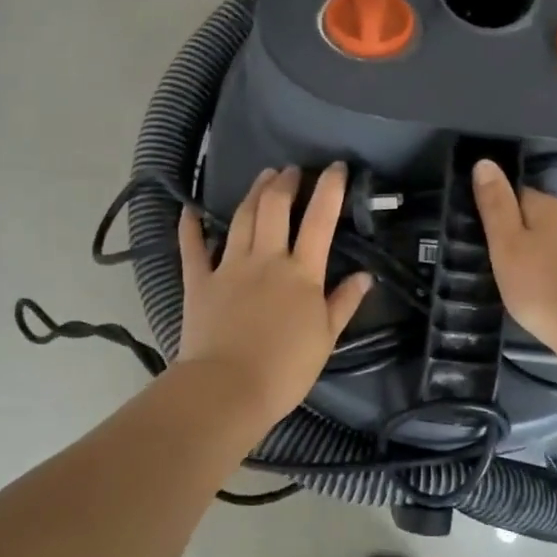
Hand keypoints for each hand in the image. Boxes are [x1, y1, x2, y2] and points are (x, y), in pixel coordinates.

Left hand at [178, 163, 373, 429]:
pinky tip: (190, 208)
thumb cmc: (285, 369)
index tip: (336, 167)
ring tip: (263, 177)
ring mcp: (229, 267)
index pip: (320, 220)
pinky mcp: (198, 281)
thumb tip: (365, 276)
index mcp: (301, 273)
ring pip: (241, 218)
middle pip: (274, 207)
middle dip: (285, 182)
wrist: (228, 389)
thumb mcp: (326, 338)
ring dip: (253, 193)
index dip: (329, 189)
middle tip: (291, 170)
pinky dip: (190, 225)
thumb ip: (343, 303)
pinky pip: (192, 247)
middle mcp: (266, 259)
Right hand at [471, 158, 556, 381]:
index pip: (513, 193)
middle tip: (485, 256)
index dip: (492, 208)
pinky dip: (543, 269)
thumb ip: (495, 204)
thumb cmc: (541, 286)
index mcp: (547, 206)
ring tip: (505, 274)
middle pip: (531, 216)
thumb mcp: (507, 244)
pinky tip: (532, 287)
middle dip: (510, 231)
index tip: (475, 231)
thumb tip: (484, 161)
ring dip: (527, 251)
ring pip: (545, 239)